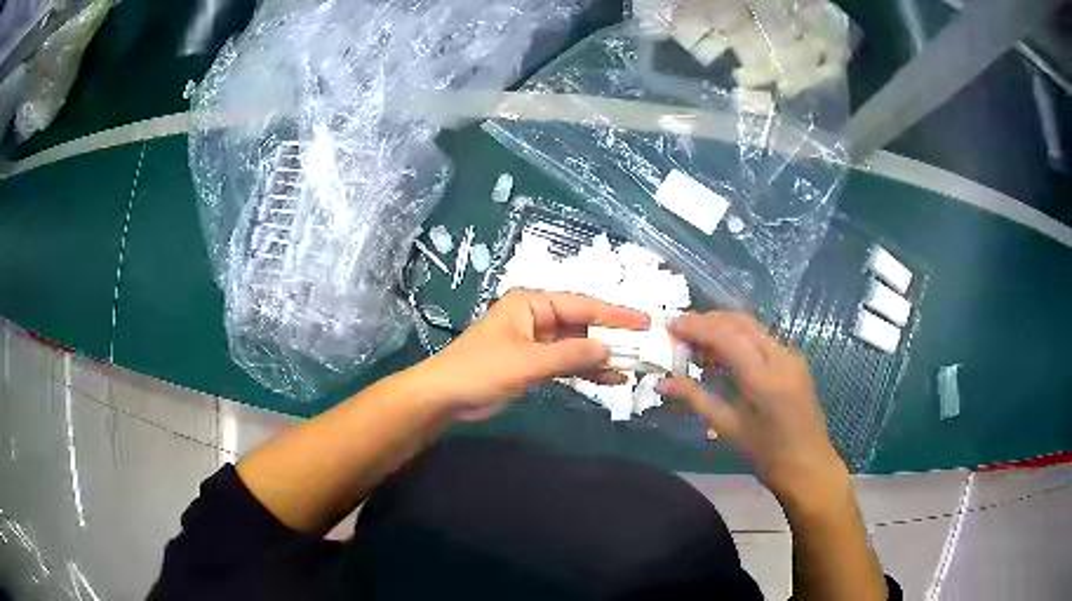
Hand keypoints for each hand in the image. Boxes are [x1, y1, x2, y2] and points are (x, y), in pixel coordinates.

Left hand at [414, 289, 649, 417]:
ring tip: (633, 368)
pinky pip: (567, 364)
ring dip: (601, 358)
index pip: (581, 305)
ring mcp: (536, 342)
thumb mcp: (529, 361)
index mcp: (532, 303)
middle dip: (611, 338)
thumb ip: (571, 355)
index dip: (615, 314)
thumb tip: (612, 351)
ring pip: (577, 346)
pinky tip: (610, 380)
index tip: (644, 322)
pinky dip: (586, 372)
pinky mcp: (533, 364)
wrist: (446, 396)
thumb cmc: (482, 369)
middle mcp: (537, 318)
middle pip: (582, 325)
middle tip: (645, 348)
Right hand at [658, 312, 845, 500]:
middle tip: (680, 329)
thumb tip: (663, 383)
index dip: (698, 327)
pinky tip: (724, 351)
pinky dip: (739, 337)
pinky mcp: (795, 360)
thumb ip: (697, 399)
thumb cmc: (766, 453)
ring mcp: (792, 356)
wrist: (808, 464)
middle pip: (741, 323)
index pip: (728, 337)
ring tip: (697, 339)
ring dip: (724, 326)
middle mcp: (781, 357)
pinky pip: (763, 338)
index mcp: (765, 379)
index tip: (671, 326)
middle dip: (709, 320)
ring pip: (753, 327)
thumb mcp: (729, 428)